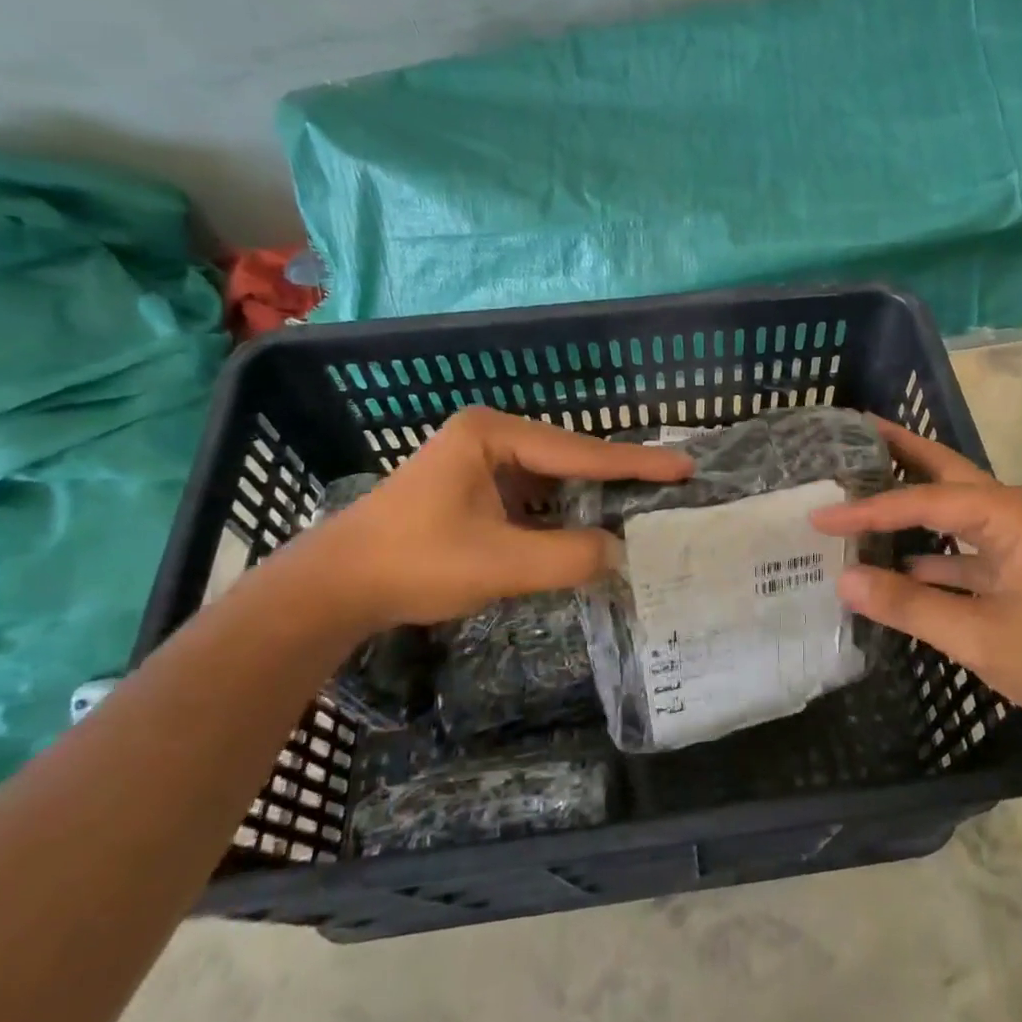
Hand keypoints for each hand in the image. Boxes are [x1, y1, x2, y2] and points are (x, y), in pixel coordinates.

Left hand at [312, 407, 691, 628]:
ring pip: (553, 478)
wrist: (337, 586)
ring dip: (591, 496)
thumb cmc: (415, 563)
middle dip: (617, 476)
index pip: (579, 452)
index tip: (684, 465)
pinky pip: (534, 495)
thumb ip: (568, 556)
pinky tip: (591, 526)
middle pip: (569, 457)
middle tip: (671, 483)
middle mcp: (490, 435)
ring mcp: (480, 460)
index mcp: (493, 434)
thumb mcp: (500, 564)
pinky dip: (563, 512)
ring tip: (644, 503)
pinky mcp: (475, 487)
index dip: (635, 463)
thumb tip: (620, 552)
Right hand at [810, 420, 1021, 734]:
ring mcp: (1018, 536)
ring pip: (952, 505)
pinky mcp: (1019, 563)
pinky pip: (963, 542)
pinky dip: (929, 546)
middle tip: (852, 433)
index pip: (922, 500)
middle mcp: (1013, 510)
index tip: (820, 514)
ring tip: (862, 485)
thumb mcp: (978, 635)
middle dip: (899, 450)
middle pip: (944, 471)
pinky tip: (895, 559)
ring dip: (911, 498)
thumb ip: (908, 604)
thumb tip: (844, 581)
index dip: (867, 509)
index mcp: (1008, 513)